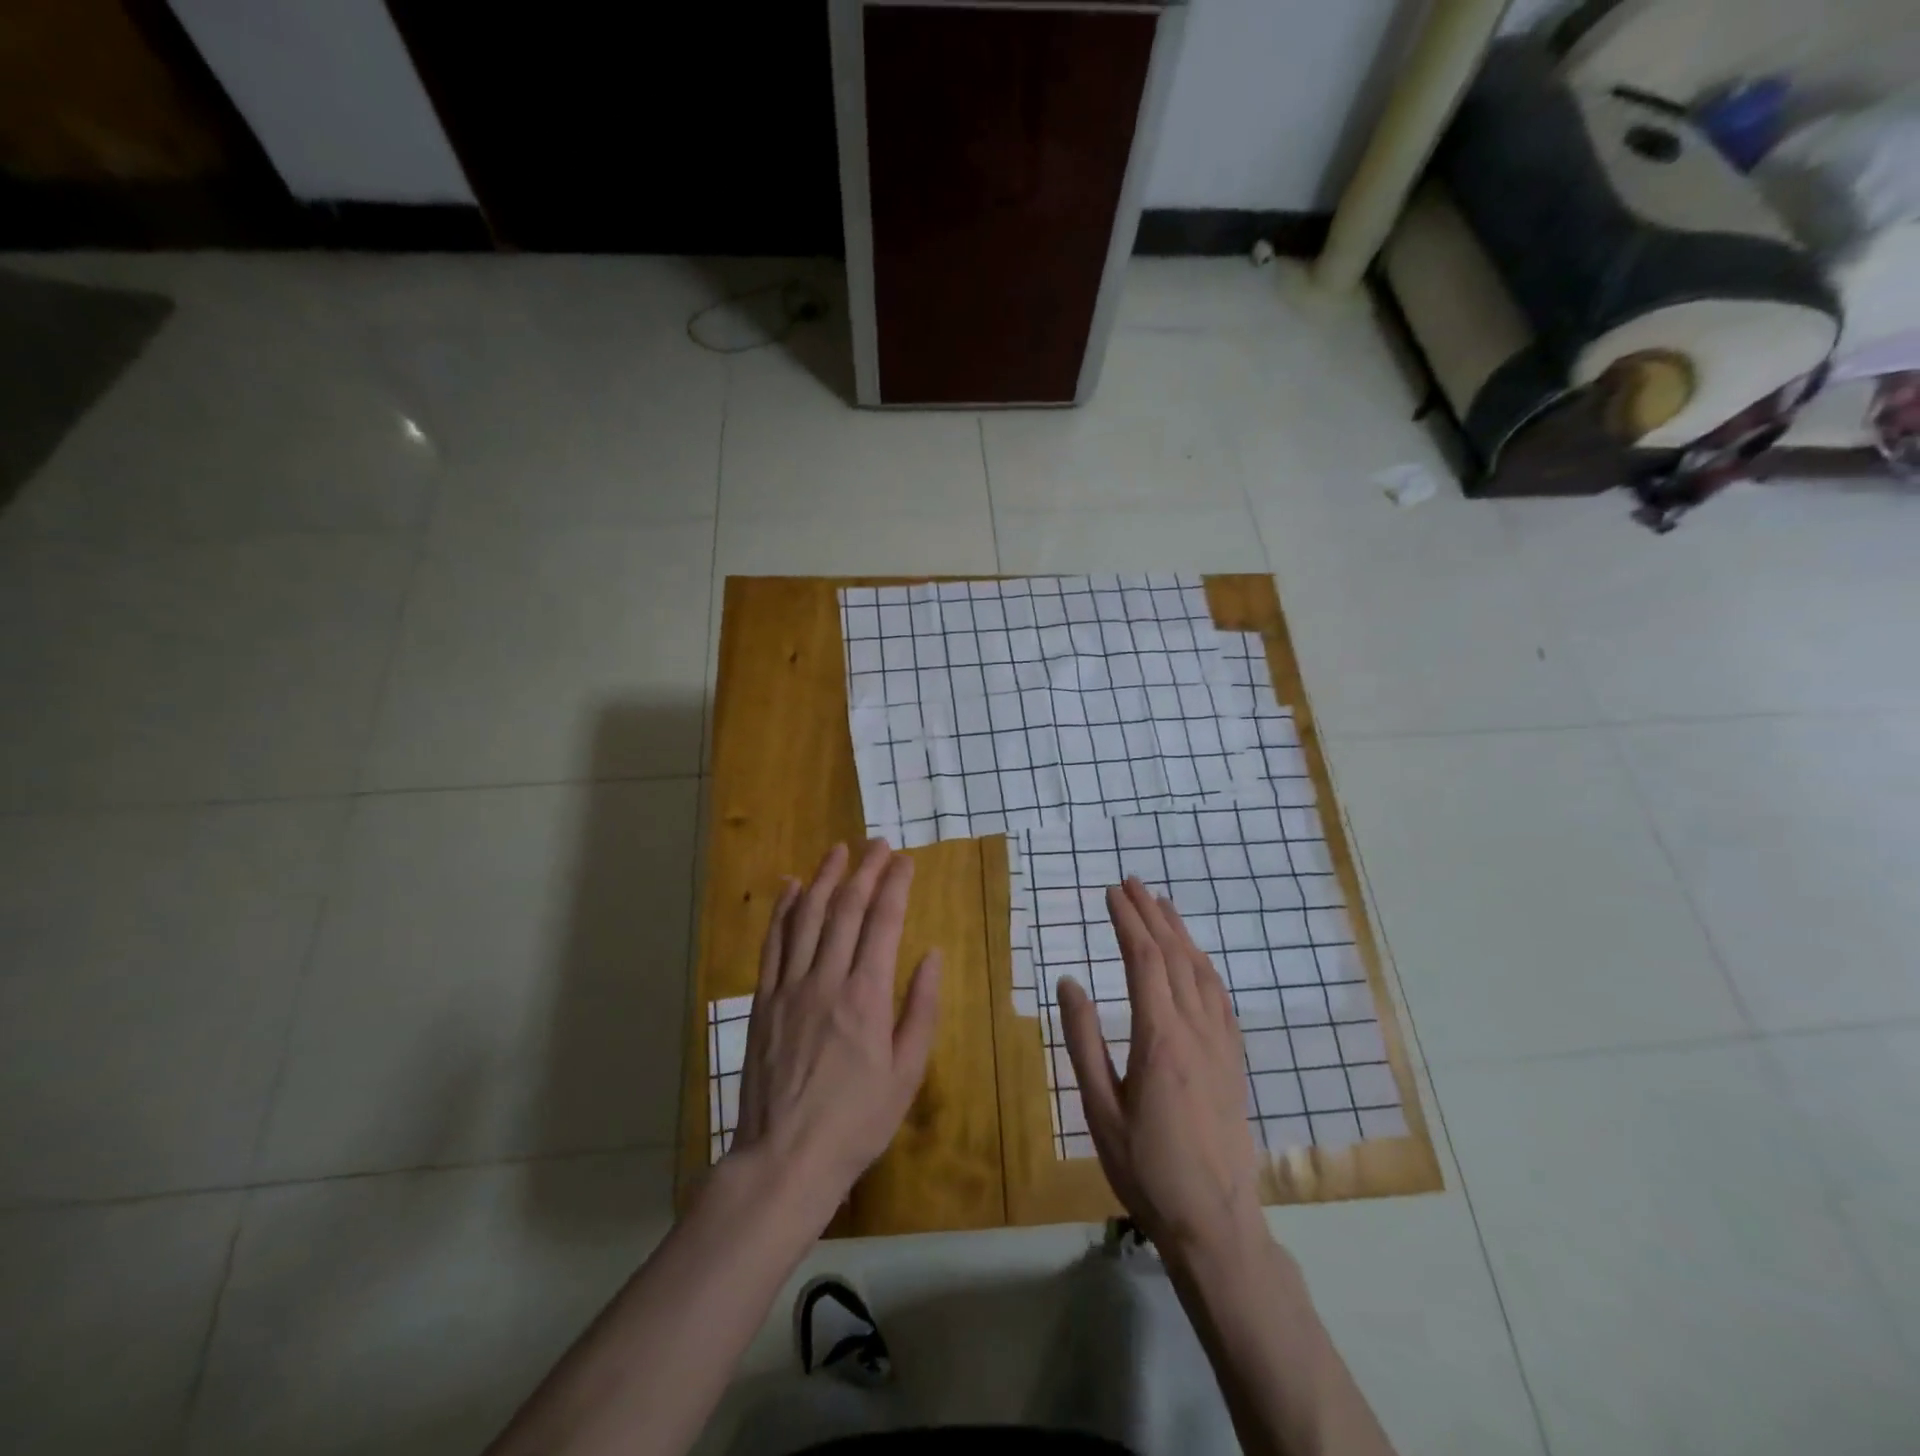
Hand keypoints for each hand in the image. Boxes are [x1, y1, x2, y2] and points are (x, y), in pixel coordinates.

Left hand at [730, 839, 941, 1223]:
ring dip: (823, 878)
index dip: (895, 886)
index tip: (904, 860)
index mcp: (867, 996)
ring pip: (806, 917)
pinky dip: (782, 910)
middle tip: (877, 843)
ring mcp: (789, 987)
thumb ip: (921, 1009)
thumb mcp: (907, 1072)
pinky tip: (789, 887)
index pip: (884, 923)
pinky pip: (773, 943)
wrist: (785, 1158)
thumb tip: (931, 955)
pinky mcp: (763, 1001)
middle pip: (845, 909)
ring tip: (838, 850)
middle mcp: (826, 979)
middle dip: (864, 871)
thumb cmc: (857, 1121)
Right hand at [1059, 878, 1263, 1259]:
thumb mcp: (1099, 1109)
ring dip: (1179, 932)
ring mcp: (1221, 1044)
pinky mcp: (1234, 1060)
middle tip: (1132, 883)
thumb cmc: (1146, 1169)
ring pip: (1201, 971)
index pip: (1144, 960)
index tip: (1110, 893)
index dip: (1127, 921)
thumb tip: (1069, 982)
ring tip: (1161, 904)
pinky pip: (1220, 997)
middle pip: (1175, 955)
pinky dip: (1204, 965)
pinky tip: (1196, 959)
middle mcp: (1195, 1030)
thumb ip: (1083, 1041)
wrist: (1216, 1222)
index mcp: (1160, 1038)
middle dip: (1151, 914)